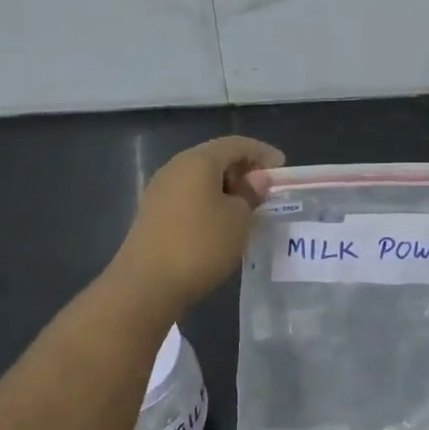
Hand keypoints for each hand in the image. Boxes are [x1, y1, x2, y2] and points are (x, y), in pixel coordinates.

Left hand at [110, 135, 285, 311]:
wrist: (146, 285)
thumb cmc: (200, 245)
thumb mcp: (239, 219)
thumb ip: (251, 194)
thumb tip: (256, 180)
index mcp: (198, 160)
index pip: (236, 144)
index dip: (262, 153)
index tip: (282, 169)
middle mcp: (175, 167)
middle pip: (216, 158)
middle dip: (243, 171)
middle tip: (265, 192)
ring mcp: (160, 190)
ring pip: (201, 179)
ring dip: (226, 189)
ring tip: (247, 210)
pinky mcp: (153, 213)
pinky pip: (188, 197)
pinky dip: (209, 203)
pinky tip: (221, 224)